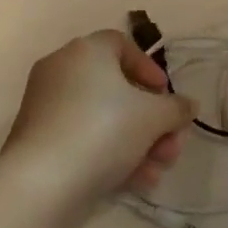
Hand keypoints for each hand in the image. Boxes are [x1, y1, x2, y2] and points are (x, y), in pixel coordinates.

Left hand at [0, 30, 197, 219]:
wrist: (42, 182)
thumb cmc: (103, 131)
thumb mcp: (154, 117)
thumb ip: (176, 108)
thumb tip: (187, 105)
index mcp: (86, 51)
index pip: (122, 45)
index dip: (150, 69)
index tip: (166, 96)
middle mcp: (62, 69)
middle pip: (117, 89)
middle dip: (152, 120)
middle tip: (171, 145)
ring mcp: (47, 105)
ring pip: (103, 118)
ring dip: (137, 142)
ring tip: (157, 170)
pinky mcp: (39, 138)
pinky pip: (84, 137)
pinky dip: (110, 153)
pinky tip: (135, 181)